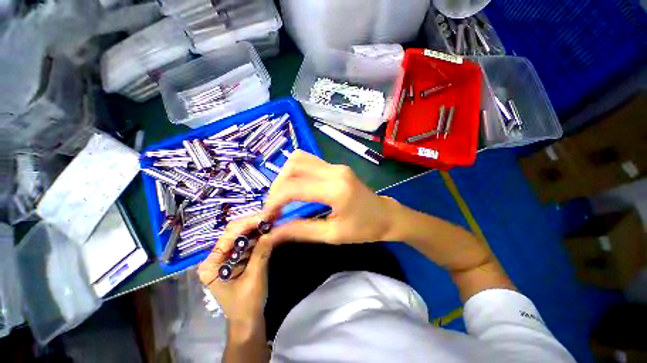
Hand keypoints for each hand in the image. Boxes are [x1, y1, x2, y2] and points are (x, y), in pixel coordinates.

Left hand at [197, 215, 272, 324]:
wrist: (248, 320)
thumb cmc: (246, 304)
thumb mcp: (254, 279)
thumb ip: (260, 255)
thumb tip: (269, 233)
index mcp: (211, 265)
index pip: (228, 237)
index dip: (247, 225)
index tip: (264, 217)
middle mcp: (216, 257)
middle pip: (234, 233)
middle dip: (253, 223)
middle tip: (271, 215)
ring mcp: (227, 256)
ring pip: (242, 234)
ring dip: (258, 226)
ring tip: (272, 217)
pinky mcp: (238, 257)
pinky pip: (249, 241)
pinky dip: (260, 234)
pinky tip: (269, 227)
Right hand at [261, 150, 397, 244]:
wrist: (386, 216)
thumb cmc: (364, 229)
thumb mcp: (332, 235)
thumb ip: (300, 231)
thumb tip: (272, 233)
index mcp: (336, 189)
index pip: (294, 187)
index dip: (274, 200)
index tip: (267, 216)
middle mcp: (335, 171)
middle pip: (293, 166)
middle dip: (277, 186)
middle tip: (275, 207)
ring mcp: (336, 166)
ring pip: (299, 159)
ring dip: (285, 176)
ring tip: (284, 197)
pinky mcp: (336, 166)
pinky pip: (308, 161)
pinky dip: (295, 172)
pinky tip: (296, 188)